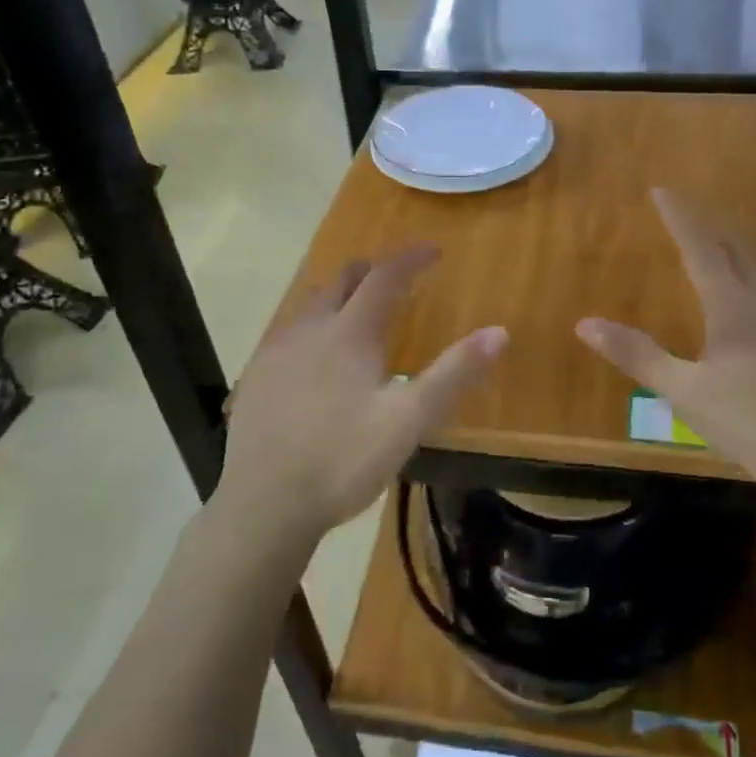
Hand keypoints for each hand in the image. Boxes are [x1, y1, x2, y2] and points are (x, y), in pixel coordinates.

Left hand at [216, 244, 506, 551]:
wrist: (262, 505)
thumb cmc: (343, 460)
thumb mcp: (409, 421)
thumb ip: (454, 374)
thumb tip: (499, 332)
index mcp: (350, 332)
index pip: (385, 276)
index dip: (411, 258)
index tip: (434, 250)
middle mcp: (310, 328)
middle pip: (343, 280)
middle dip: (373, 271)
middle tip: (397, 280)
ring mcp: (277, 350)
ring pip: (312, 304)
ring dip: (341, 296)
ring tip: (359, 313)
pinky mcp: (256, 375)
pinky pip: (290, 331)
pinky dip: (315, 325)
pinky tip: (317, 357)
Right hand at [576, 190, 755, 516]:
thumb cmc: (754, 423)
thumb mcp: (685, 392)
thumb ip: (638, 355)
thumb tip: (585, 323)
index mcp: (735, 306)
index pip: (701, 248)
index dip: (680, 219)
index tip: (662, 191)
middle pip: (737, 253)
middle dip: (710, 229)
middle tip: (687, 214)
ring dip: (735, 255)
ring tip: (718, 251)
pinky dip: (754, 284)